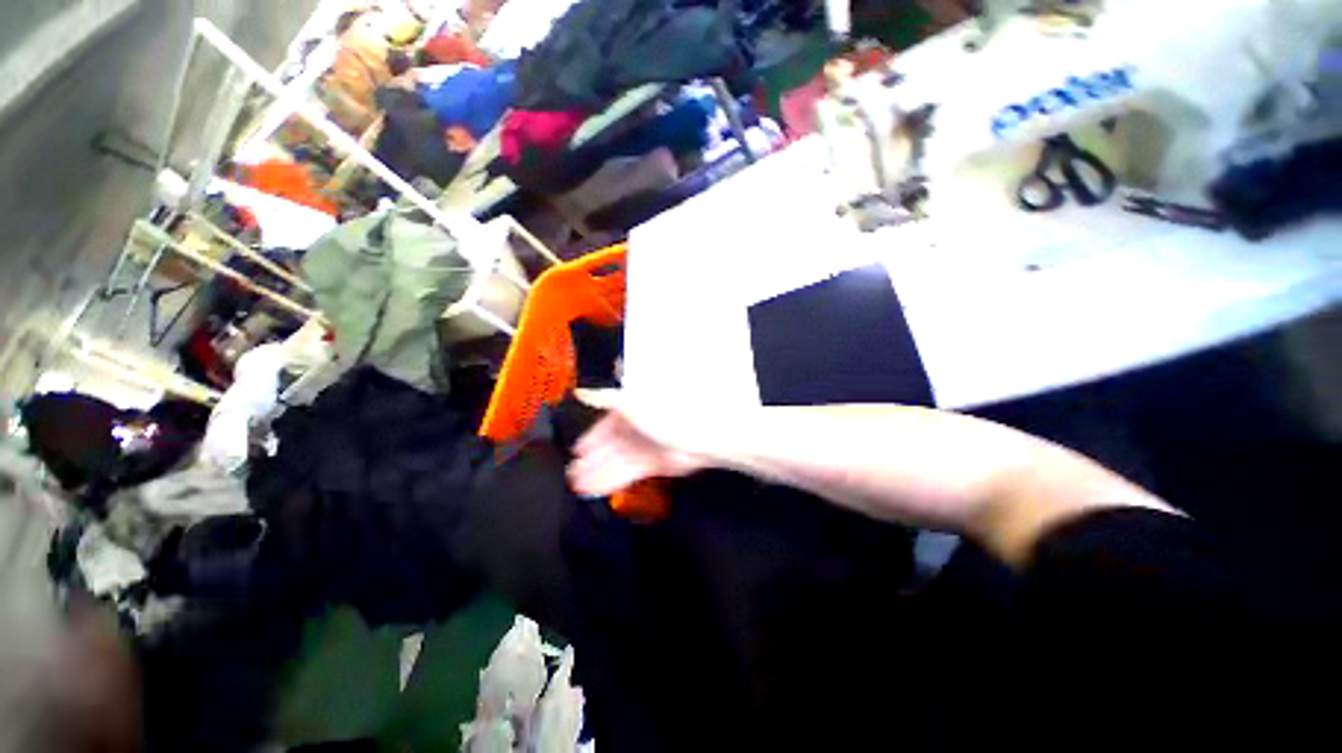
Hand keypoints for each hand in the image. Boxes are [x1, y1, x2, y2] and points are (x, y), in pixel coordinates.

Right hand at [566, 390, 709, 496]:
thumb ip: (604, 399)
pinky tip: (592, 489)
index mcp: (631, 408)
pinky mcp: (650, 465)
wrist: (699, 433)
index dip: (591, 437)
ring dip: (595, 473)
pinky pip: (624, 473)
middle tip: (572, 472)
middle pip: (608, 446)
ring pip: (614, 461)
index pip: (605, 423)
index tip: (577, 449)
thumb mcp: (630, 400)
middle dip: (590, 459)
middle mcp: (635, 428)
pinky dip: (609, 480)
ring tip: (576, 485)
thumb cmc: (665, 411)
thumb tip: (581, 392)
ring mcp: (642, 447)